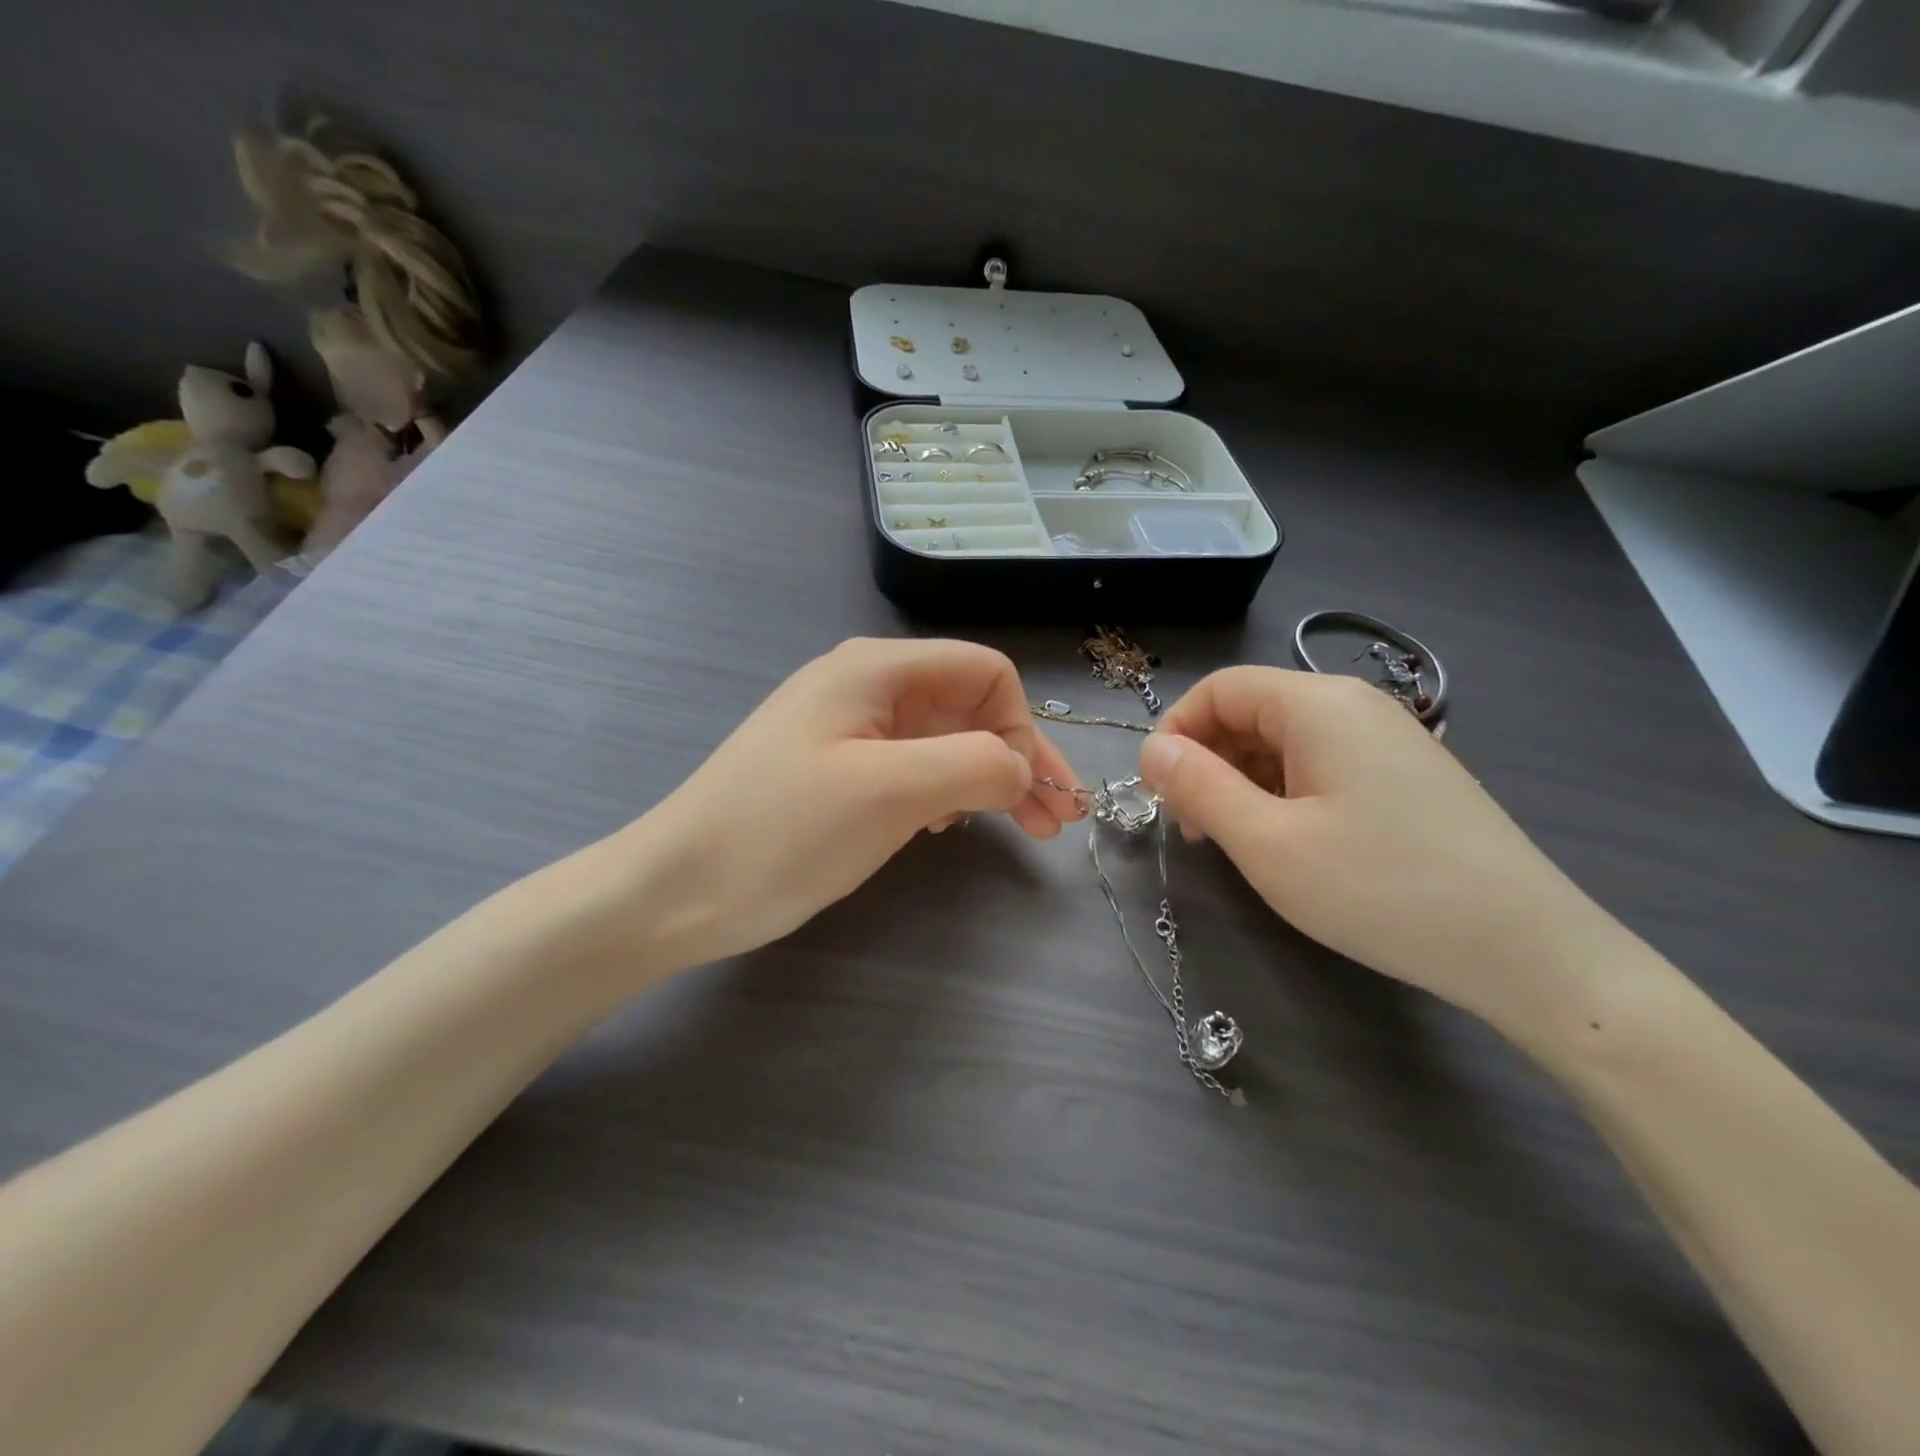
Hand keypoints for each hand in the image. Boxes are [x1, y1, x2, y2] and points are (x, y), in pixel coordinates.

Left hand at [617, 638, 1083, 967]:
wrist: (676, 891)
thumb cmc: (783, 833)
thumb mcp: (890, 792)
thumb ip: (974, 764)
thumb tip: (1022, 768)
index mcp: (876, 670)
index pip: (984, 672)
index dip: (1021, 727)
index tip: (1034, 792)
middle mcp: (864, 686)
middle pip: (967, 707)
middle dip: (1017, 758)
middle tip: (1055, 822)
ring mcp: (845, 729)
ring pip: (942, 740)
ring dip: (987, 779)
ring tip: (1018, 827)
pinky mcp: (834, 770)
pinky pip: (909, 767)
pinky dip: (943, 792)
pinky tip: (945, 827)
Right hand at [1137, 668, 1621, 1024]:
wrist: (1528, 951)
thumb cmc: (1382, 890)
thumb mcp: (1268, 843)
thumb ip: (1199, 787)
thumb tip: (1151, 750)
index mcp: (1318, 704)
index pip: (1219, 689)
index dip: (1175, 733)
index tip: (1159, 794)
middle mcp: (1354, 706)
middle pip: (1251, 711)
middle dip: (1207, 761)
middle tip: (1193, 829)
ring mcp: (1388, 739)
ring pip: (1284, 741)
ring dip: (1242, 781)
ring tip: (1236, 842)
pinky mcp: (1406, 775)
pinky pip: (1321, 765)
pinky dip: (1284, 793)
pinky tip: (1289, 842)